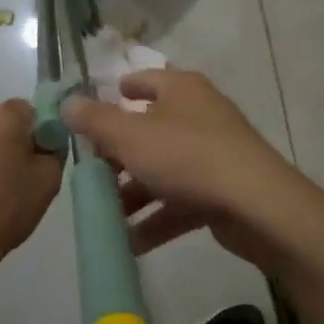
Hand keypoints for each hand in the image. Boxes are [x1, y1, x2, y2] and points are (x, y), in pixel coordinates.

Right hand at [61, 68, 308, 270]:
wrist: (256, 205)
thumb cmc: (186, 156)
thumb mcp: (130, 136)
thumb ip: (95, 121)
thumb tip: (67, 102)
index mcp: (181, 90)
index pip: (145, 80)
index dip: (120, 92)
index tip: (94, 111)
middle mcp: (199, 115)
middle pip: (150, 130)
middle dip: (119, 155)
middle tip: (90, 174)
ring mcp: (214, 154)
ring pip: (163, 170)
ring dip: (134, 193)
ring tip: (104, 216)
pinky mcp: (222, 190)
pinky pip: (180, 201)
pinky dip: (157, 219)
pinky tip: (131, 242)